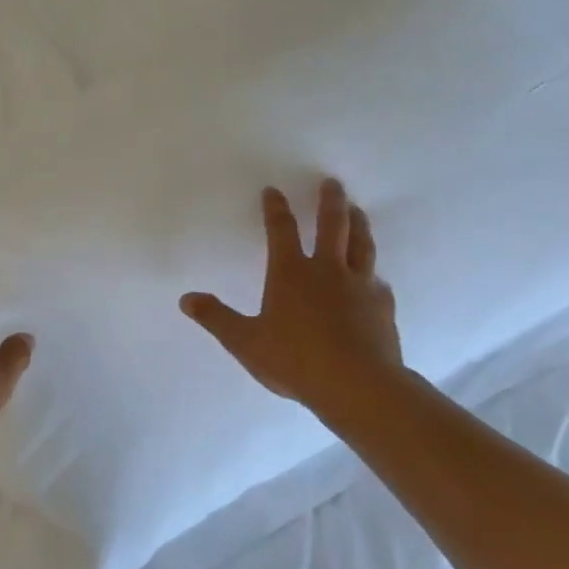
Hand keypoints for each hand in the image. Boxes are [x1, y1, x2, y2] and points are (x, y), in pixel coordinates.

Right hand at [181, 179, 403, 428]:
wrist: (358, 386)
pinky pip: (379, 284)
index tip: (273, 190)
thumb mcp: (245, 341)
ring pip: (361, 246)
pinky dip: (375, 275)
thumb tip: (186, 299)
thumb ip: (216, 318)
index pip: (281, 230)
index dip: (275, 209)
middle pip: (331, 226)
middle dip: (329, 202)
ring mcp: (360, 287)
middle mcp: (327, 271)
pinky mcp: (382, 308)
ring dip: (358, 225)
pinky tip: (377, 279)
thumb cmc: (295, 360)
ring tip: (358, 210)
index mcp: (290, 273)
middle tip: (332, 182)